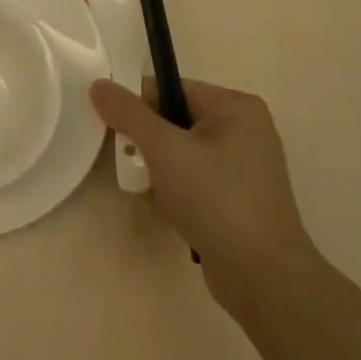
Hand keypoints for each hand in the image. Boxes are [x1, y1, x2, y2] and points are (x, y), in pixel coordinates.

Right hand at [90, 78, 317, 303]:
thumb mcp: (165, 150)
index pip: (171, 88)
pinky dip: (177, 188)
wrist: (262, 275)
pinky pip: (196, 178)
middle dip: (148, 141)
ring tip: (150, 189)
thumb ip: (128, 114)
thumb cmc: (215, 199)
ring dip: (160, 167)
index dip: (136, 105)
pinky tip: (170, 209)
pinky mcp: (240, 197)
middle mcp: (246, 129)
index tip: (111, 128)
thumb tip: (98, 84)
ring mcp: (245, 166)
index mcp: (235, 106)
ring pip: (183, 152)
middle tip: (130, 162)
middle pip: (176, 119)